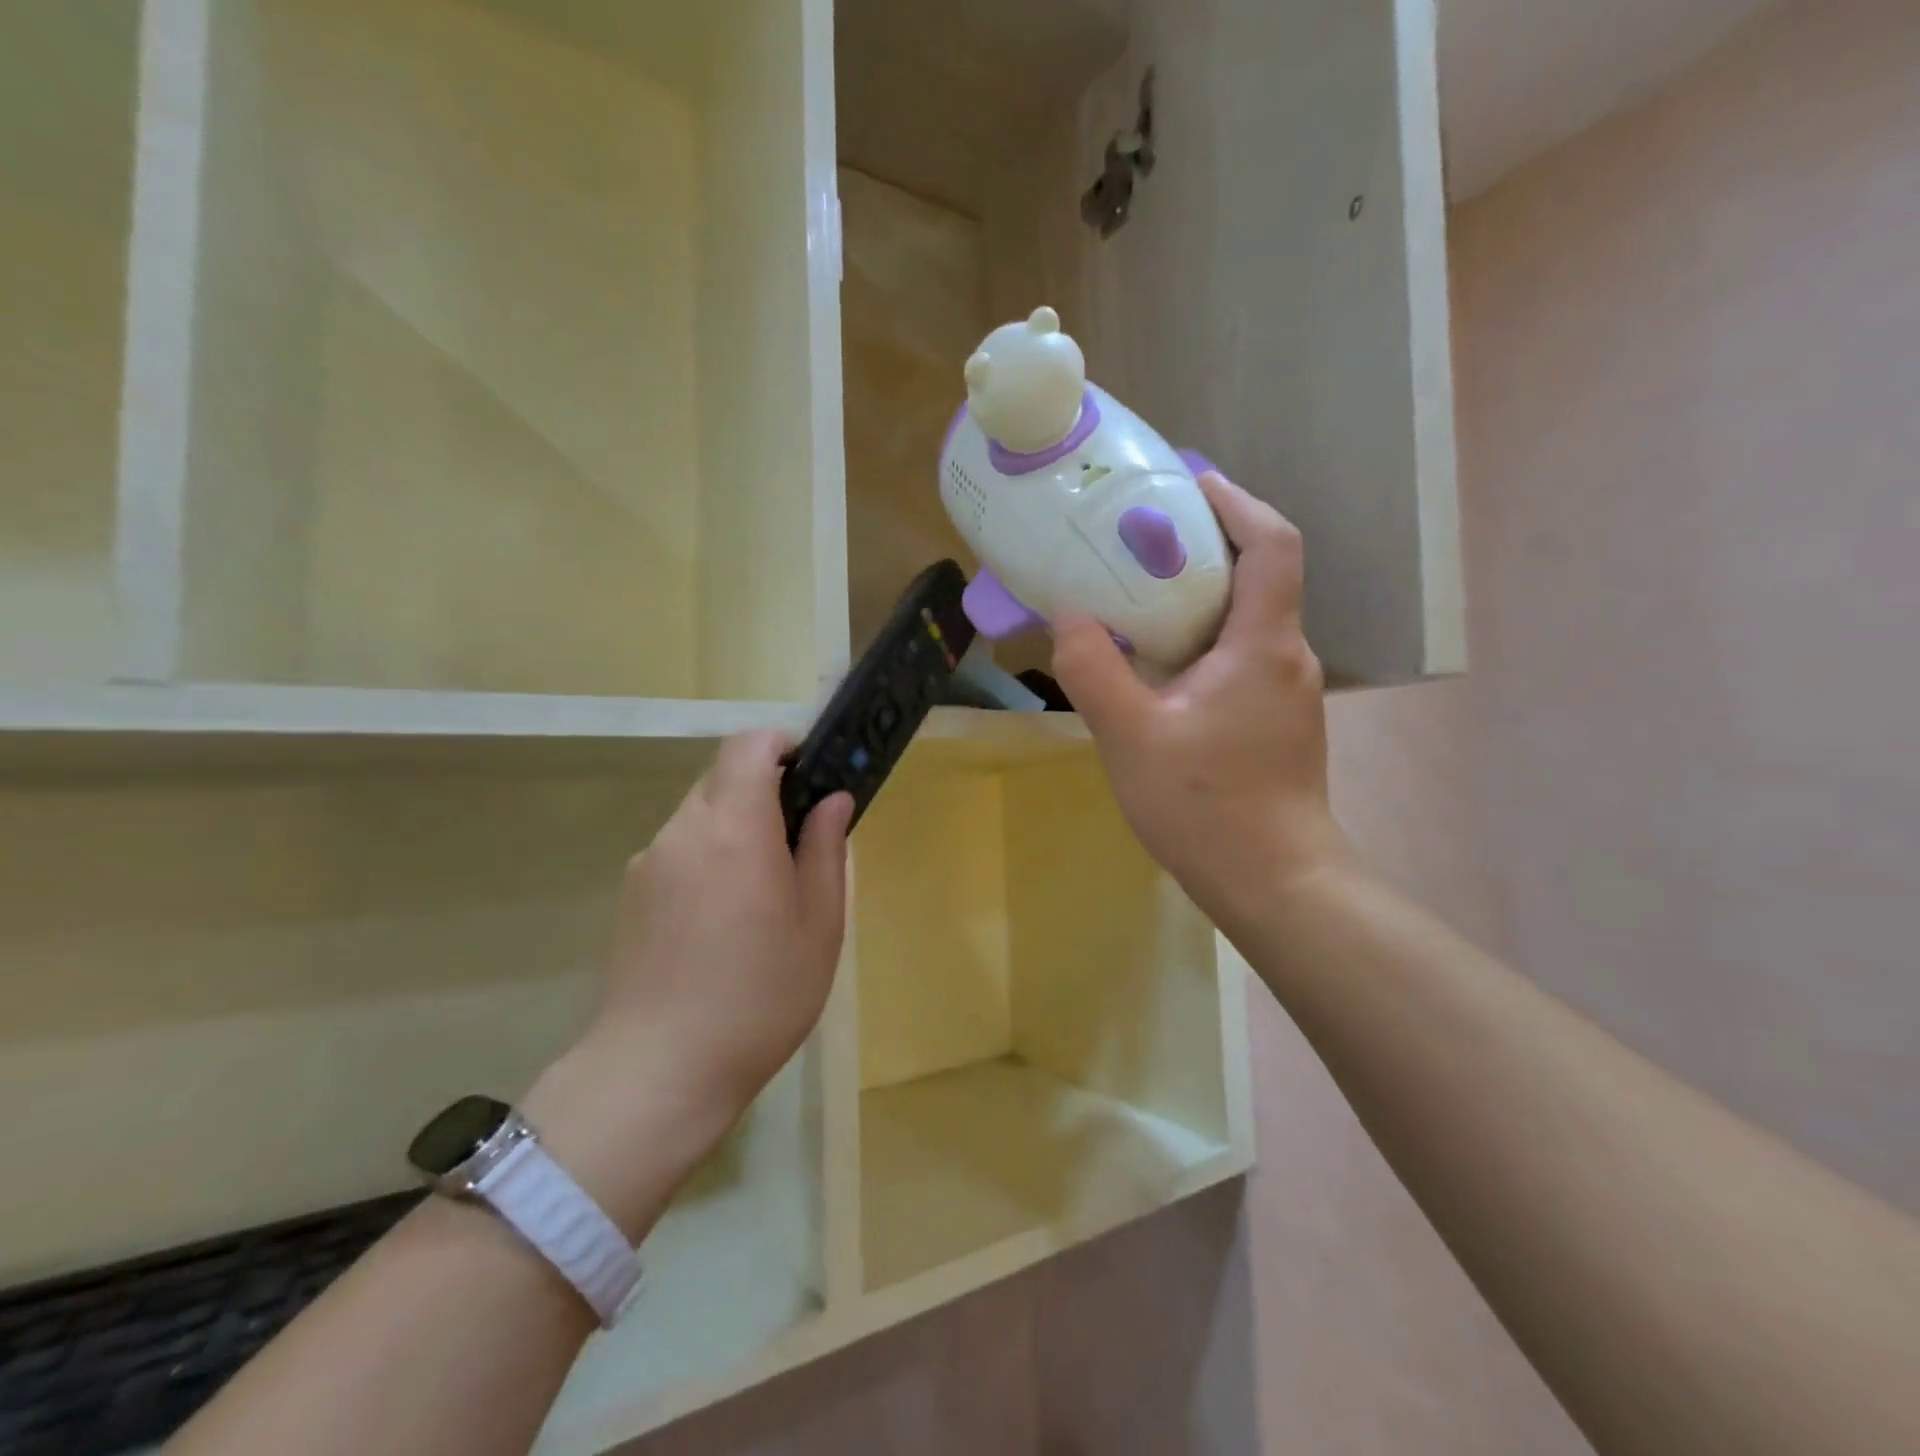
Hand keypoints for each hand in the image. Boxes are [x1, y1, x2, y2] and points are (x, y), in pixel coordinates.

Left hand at [526, 732, 851, 1237]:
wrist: (660, 1070)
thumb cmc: (760, 995)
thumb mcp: (819, 924)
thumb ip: (826, 849)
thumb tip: (833, 800)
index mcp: (735, 827)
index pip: (749, 745)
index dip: (783, 745)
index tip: (812, 776)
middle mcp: (684, 830)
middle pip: (723, 777)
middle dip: (765, 792)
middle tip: (799, 844)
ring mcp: (650, 861)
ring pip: (700, 814)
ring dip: (736, 828)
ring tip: (761, 893)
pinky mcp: (631, 893)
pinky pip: (679, 850)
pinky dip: (708, 858)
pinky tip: (722, 922)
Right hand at [1051, 473, 1353, 934]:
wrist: (1274, 882)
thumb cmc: (1207, 806)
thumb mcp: (1131, 737)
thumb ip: (1093, 670)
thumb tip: (1069, 615)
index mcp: (1263, 644)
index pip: (1272, 543)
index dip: (1234, 501)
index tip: (1184, 483)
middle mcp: (1286, 656)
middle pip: (1256, 575)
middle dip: (1199, 546)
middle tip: (1134, 541)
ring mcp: (1285, 691)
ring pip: (1244, 620)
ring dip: (1195, 598)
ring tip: (1133, 599)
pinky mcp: (1274, 721)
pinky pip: (1238, 657)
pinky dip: (1199, 640)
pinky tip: (1155, 668)